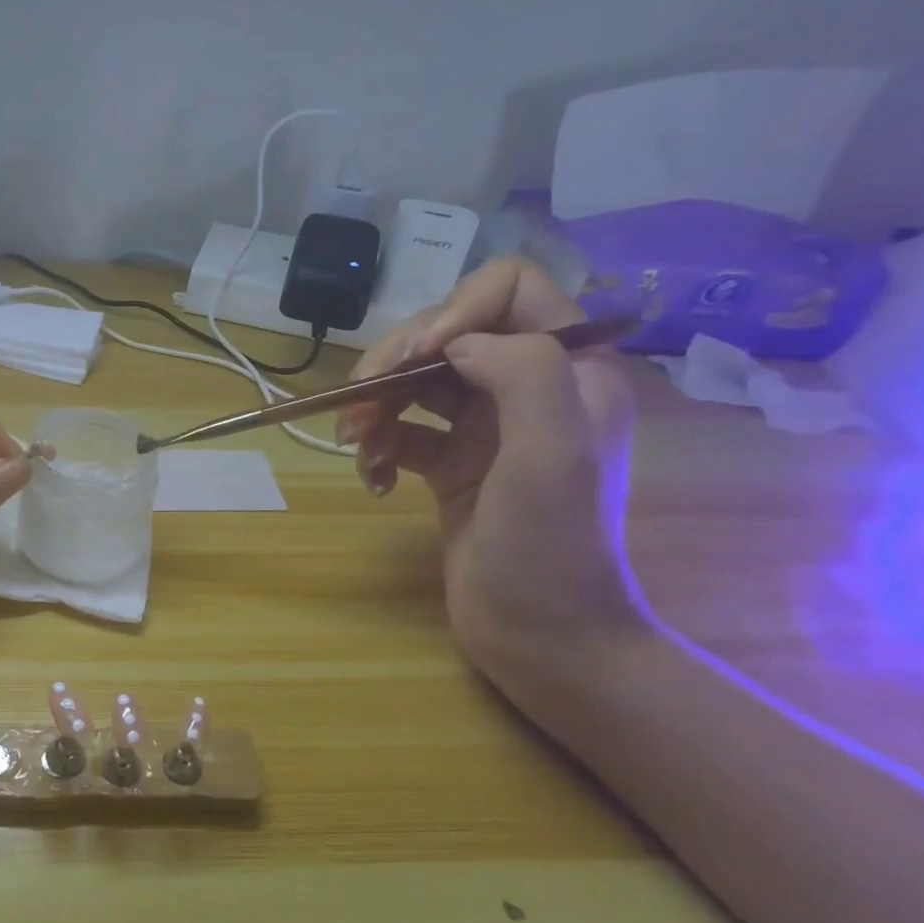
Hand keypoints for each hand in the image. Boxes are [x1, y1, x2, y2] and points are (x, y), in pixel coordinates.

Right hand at [335, 257, 649, 692]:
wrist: (540, 635)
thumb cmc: (550, 544)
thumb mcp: (551, 449)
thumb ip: (519, 370)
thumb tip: (449, 343)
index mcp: (567, 367)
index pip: (508, 288)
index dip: (454, 310)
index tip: (417, 360)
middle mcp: (525, 386)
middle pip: (442, 333)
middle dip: (392, 364)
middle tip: (359, 407)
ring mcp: (484, 427)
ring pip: (412, 380)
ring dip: (374, 405)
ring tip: (356, 446)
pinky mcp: (450, 463)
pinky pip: (401, 431)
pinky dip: (377, 448)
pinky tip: (372, 481)